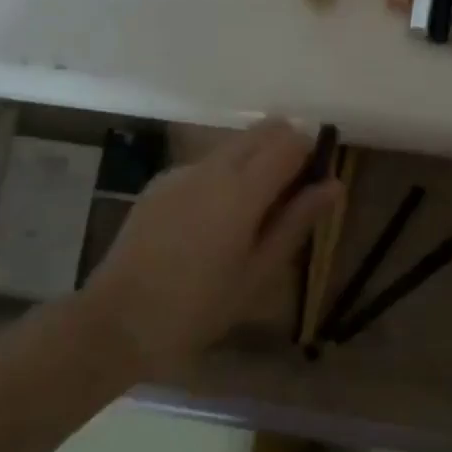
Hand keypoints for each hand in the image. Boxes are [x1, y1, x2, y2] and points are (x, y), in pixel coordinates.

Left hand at [84, 120, 340, 378]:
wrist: (117, 321)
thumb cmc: (198, 307)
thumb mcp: (258, 272)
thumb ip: (297, 221)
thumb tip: (334, 185)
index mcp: (243, 189)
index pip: (291, 140)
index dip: (310, 154)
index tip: (312, 187)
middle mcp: (213, 166)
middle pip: (263, 131)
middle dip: (284, 149)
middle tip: (287, 198)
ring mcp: (182, 171)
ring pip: (234, 145)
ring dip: (254, 162)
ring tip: (248, 218)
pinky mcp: (160, 181)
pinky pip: (205, 165)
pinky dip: (222, 177)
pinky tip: (208, 225)